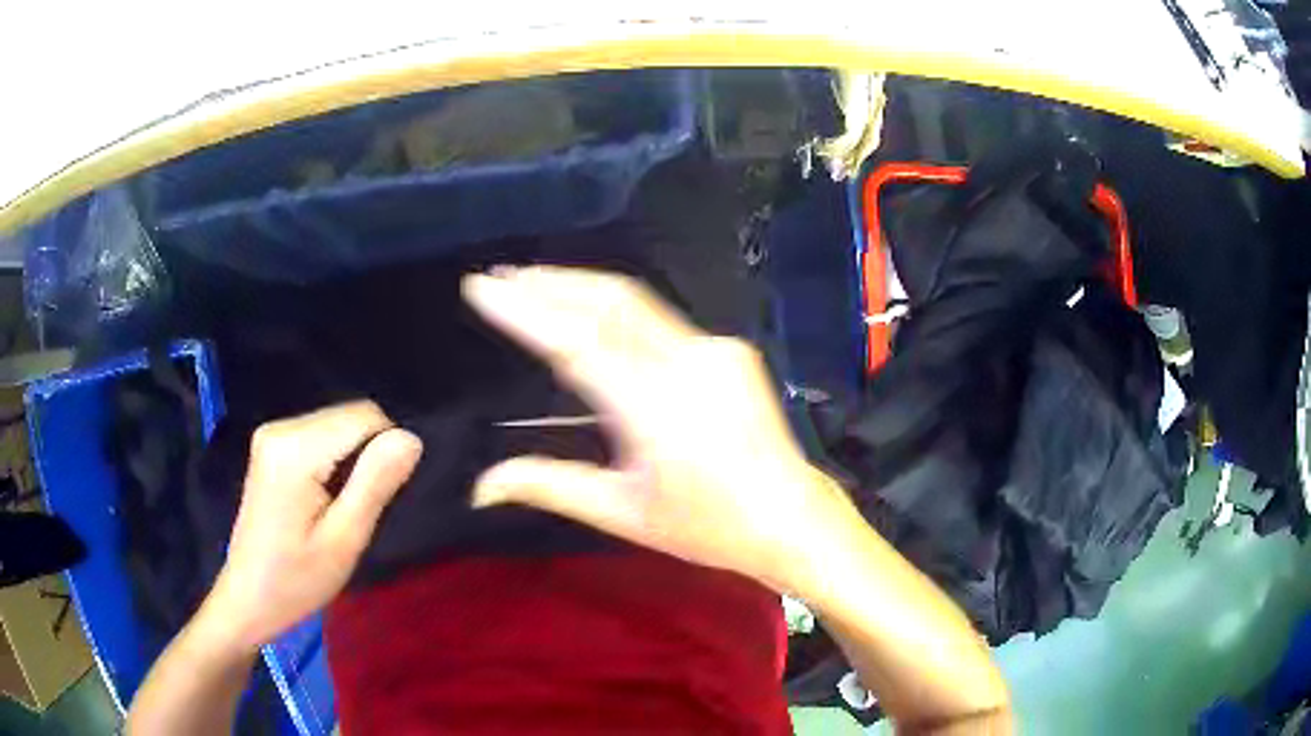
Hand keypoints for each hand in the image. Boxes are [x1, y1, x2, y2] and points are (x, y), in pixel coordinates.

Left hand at [200, 401, 422, 651]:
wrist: (249, 597)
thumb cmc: (297, 580)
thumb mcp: (344, 540)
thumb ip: (375, 483)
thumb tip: (411, 438)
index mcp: (295, 449)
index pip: (366, 417)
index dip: (386, 453)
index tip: (375, 501)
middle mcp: (281, 428)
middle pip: (350, 417)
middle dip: (367, 457)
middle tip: (356, 511)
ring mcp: (272, 434)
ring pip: (338, 425)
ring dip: (351, 461)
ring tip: (338, 509)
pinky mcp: (271, 445)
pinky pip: (321, 436)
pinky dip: (334, 461)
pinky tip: (323, 499)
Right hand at [463, 267, 851, 589]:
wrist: (788, 516)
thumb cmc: (706, 526)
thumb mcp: (621, 513)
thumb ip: (547, 486)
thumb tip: (479, 486)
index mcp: (654, 409)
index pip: (574, 342)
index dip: (523, 310)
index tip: (481, 287)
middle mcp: (686, 364)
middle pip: (606, 303)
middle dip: (547, 283)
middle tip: (500, 276)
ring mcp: (714, 350)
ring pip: (635, 302)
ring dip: (579, 287)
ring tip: (532, 282)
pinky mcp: (730, 349)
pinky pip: (661, 320)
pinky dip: (615, 310)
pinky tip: (589, 313)